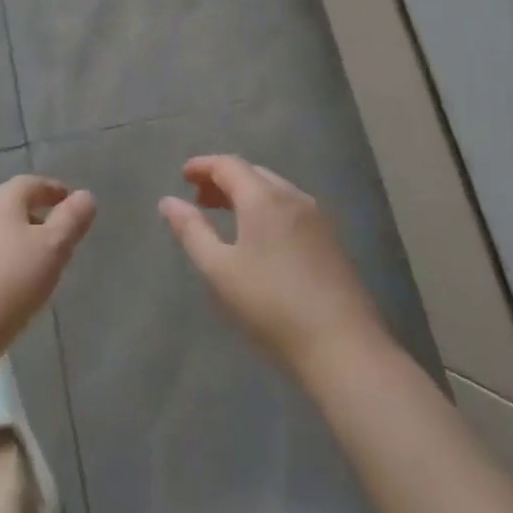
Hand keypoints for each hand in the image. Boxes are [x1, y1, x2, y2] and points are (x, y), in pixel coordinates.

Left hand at [0, 176, 95, 362]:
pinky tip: (6, 283)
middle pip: (11, 204)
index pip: (32, 183)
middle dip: (35, 216)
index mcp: (1, 199)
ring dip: (15, 238)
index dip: (54, 191)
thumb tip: (85, 195)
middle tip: (57, 237)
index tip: (70, 203)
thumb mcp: (52, 249)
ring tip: (34, 263)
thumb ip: (71, 220)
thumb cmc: (10, 282)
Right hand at [159, 156, 386, 373]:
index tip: (183, 176)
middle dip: (224, 179)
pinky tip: (261, 238)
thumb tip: (168, 202)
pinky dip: (267, 209)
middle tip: (201, 199)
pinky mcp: (331, 241)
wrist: (344, 347)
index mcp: (263, 198)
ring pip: (275, 191)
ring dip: (247, 195)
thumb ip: (192, 231)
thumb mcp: (220, 270)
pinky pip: (291, 209)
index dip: (203, 165)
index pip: (228, 164)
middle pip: (253, 173)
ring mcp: (317, 218)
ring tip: (227, 218)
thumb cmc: (272, 305)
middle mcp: (292, 197)